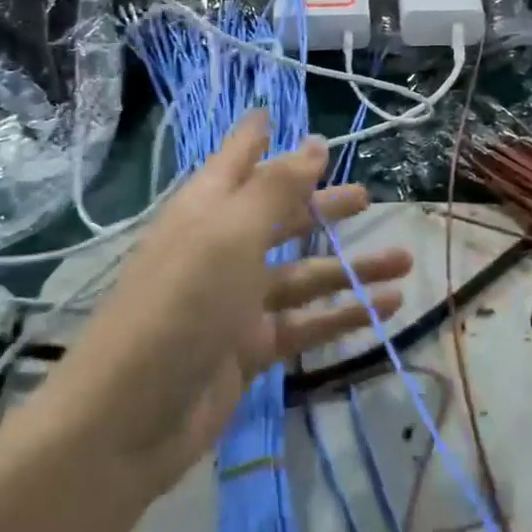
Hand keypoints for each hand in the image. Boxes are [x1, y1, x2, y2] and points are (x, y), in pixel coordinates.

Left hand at [63, 112, 408, 496]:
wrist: (127, 419)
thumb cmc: (181, 303)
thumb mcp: (232, 233)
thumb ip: (278, 188)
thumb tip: (316, 143)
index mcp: (209, 208)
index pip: (237, 158)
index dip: (257, 135)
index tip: (277, 112)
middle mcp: (223, 247)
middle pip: (280, 216)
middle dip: (321, 205)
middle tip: (365, 196)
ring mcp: (237, 300)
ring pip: (304, 273)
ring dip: (352, 267)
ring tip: (404, 260)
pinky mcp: (251, 347)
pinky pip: (306, 322)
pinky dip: (344, 314)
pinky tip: (387, 308)